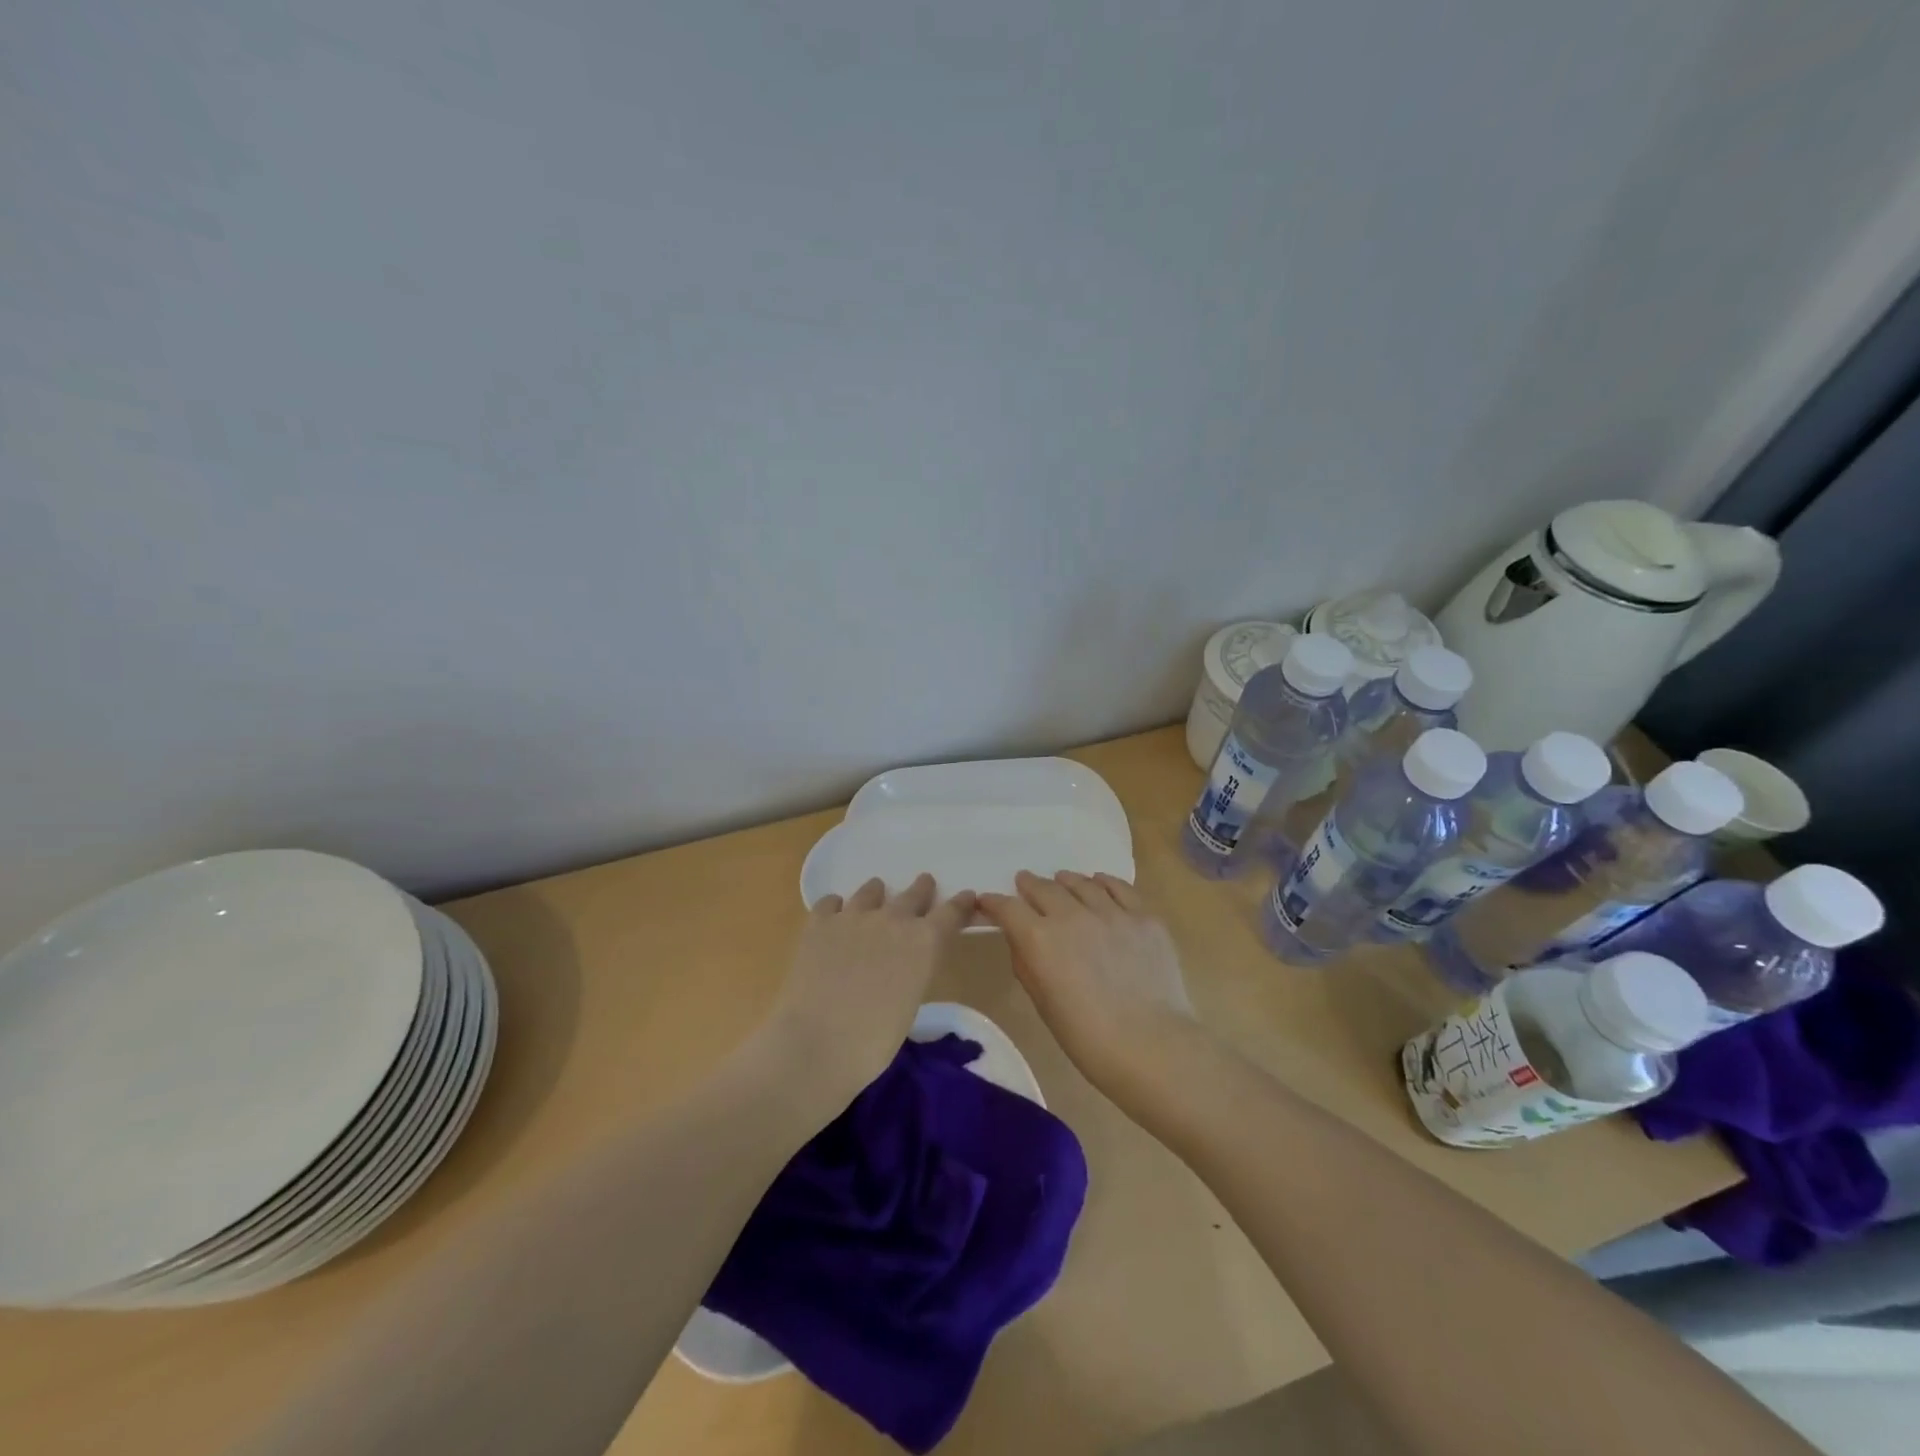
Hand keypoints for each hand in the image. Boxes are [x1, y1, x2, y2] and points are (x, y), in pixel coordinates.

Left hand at [758, 874, 975, 1107]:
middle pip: (914, 894)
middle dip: (921, 889)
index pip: (952, 913)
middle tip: (925, 883)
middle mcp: (893, 919)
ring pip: (871, 891)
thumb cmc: (873, 1041)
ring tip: (876, 893)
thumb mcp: (910, 1003)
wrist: (816, 1043)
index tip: (967, 896)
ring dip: (877, 893)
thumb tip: (905, 962)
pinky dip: (836, 906)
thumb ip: (914, 970)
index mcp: (924, 942)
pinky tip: (835, 914)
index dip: (961, 904)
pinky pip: (831, 902)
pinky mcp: (819, 923)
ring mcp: (853, 916)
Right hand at [977, 870, 1196, 1101]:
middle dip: (1029, 885)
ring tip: (1061, 881)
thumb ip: (1027, 962)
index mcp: (1039, 939)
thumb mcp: (1042, 1002)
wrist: (1150, 1045)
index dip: (994, 902)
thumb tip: (1021, 938)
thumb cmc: (1087, 1037)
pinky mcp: (1143, 916)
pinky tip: (1099, 883)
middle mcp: (1071, 915)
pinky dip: (1103, 882)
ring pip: (1081, 883)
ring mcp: (1111, 912)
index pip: (1007, 907)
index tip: (988, 901)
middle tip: (1025, 884)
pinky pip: (1119, 887)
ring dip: (1065, 881)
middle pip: (1043, 888)